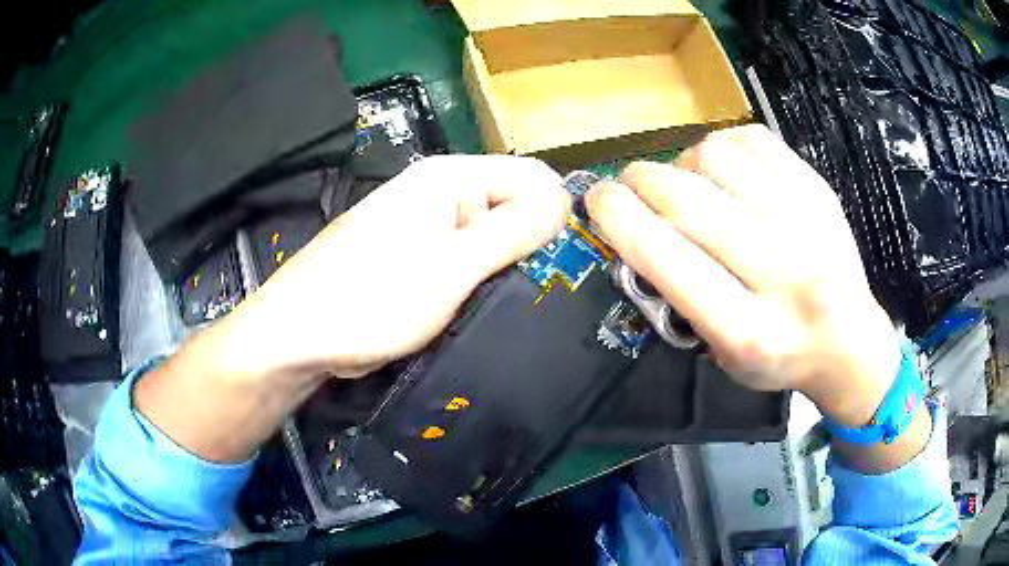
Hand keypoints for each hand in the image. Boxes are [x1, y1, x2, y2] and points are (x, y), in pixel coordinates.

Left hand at [224, 155, 569, 379]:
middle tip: (539, 292)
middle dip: (531, 246)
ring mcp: (426, 226)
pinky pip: (466, 260)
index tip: (564, 266)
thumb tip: (565, 200)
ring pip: (491, 238)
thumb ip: (511, 230)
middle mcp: (440, 192)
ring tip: (512, 304)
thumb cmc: (370, 299)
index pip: (531, 178)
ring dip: (505, 267)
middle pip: (513, 207)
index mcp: (450, 178)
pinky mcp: (417, 257)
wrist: (299, 335)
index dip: (554, 217)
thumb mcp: (451, 267)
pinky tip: (481, 306)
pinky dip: (480, 281)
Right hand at [586, 125, 899, 426]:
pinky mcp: (818, 189)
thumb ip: (677, 297)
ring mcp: (807, 223)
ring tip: (689, 183)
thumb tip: (634, 225)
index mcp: (749, 331)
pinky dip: (721, 146)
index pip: (668, 260)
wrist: (848, 340)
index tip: (598, 199)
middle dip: (640, 181)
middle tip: (630, 183)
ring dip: (682, 164)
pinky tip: (724, 170)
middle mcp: (783, 275)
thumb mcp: (720, 354)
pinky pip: (750, 139)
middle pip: (689, 201)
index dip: (620, 219)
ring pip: (716, 158)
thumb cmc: (778, 355)